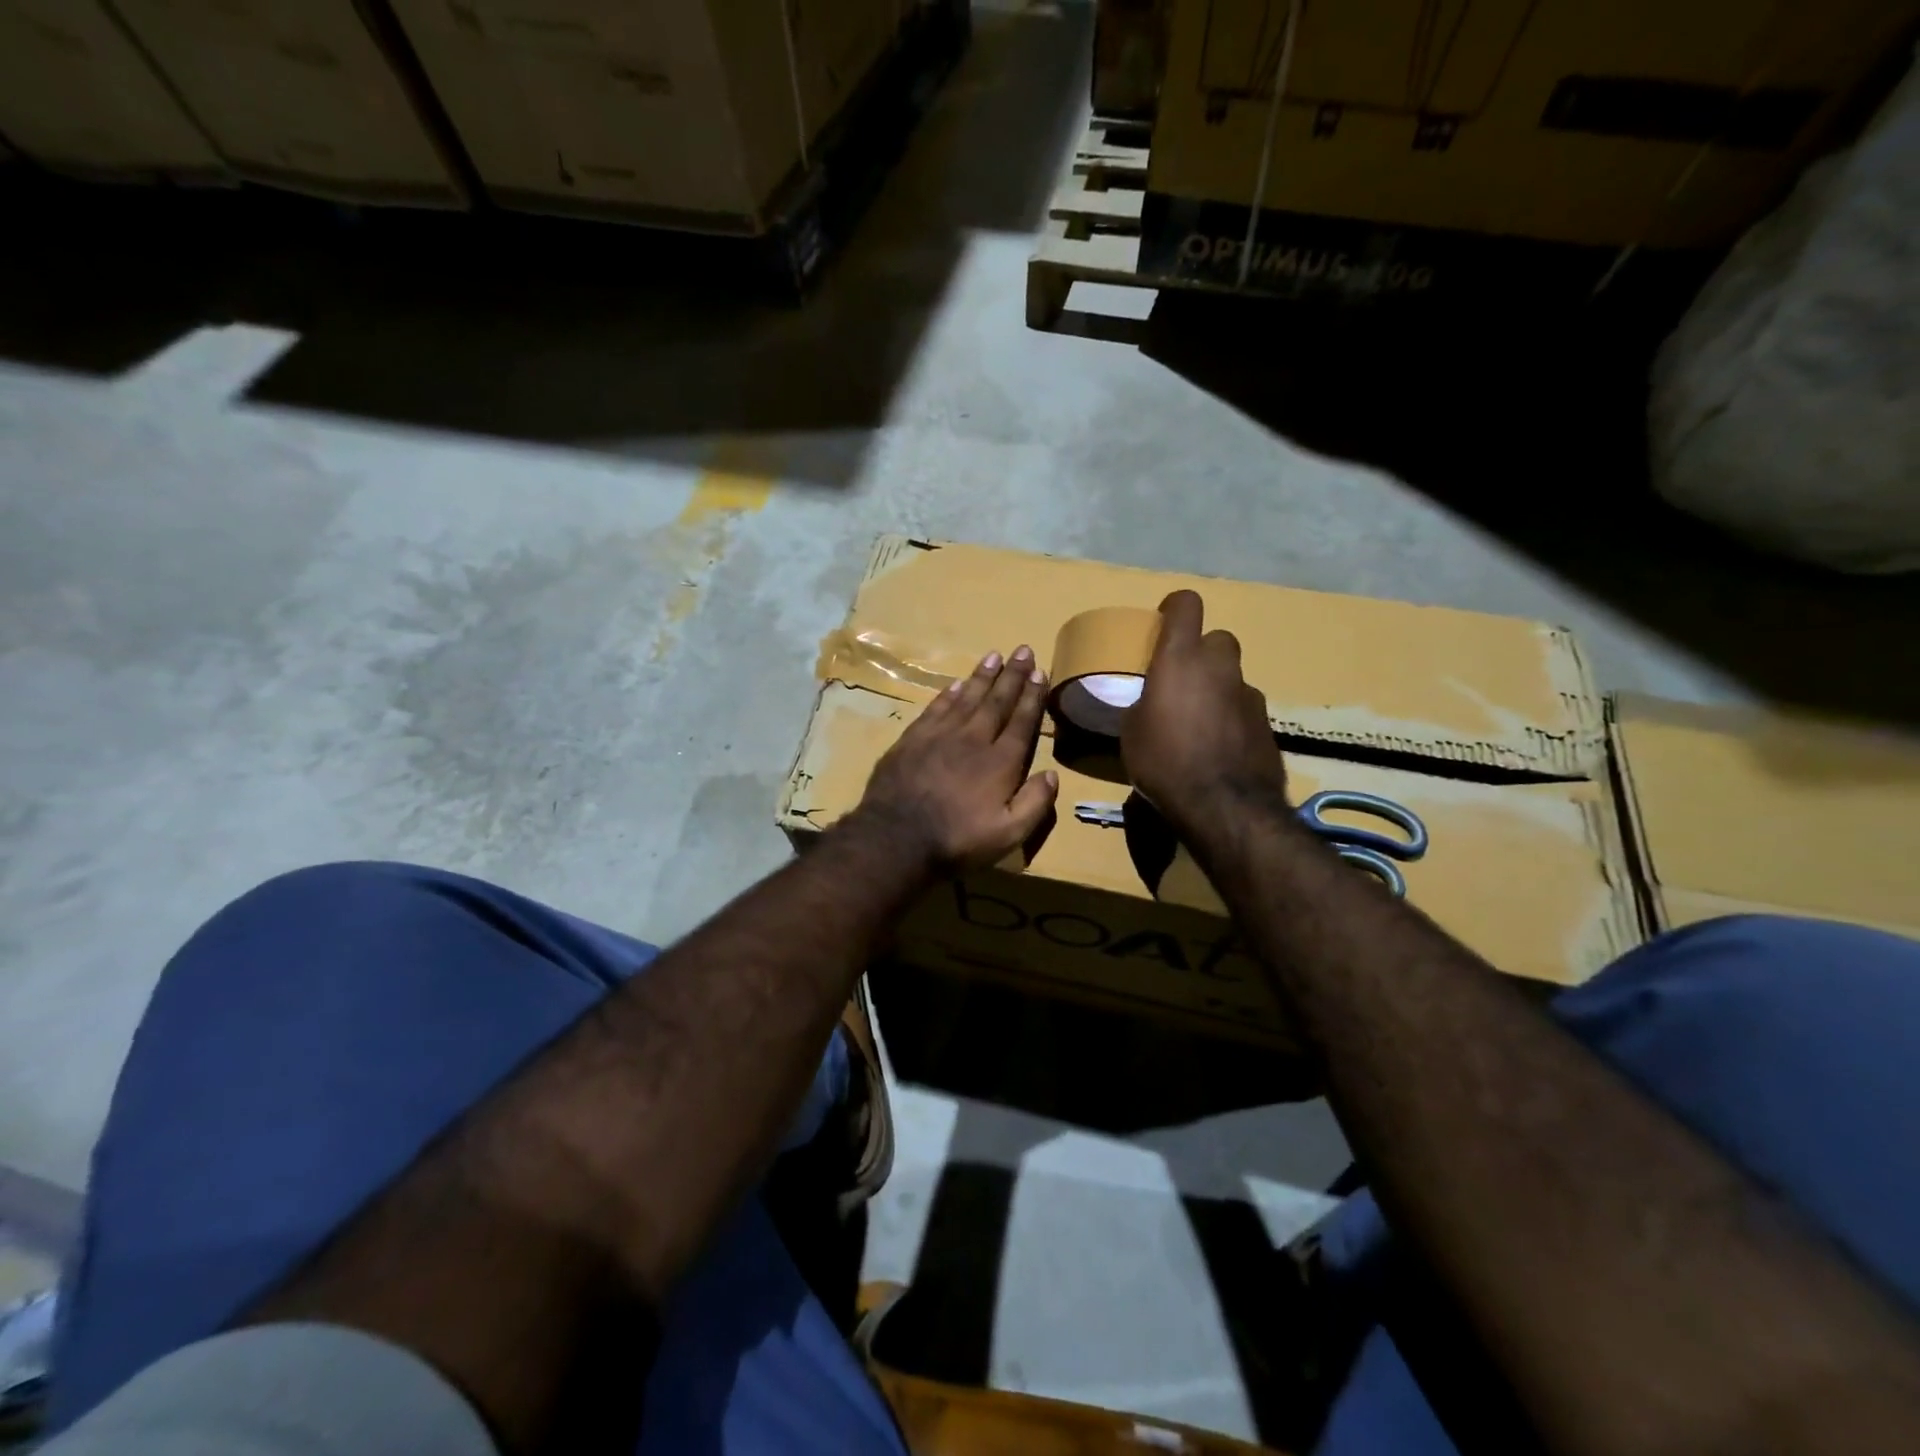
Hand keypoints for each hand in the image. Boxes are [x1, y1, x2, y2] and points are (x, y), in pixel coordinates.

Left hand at [853, 646, 1059, 870]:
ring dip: (983, 676)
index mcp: (1000, 762)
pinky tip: (957, 682)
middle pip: (996, 701)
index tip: (1040, 672)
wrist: (896, 838)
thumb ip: (1034, 804)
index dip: (1032, 696)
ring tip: (994, 656)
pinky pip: (936, 707)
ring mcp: (940, 736)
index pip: (1021, 721)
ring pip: (967, 697)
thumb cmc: (957, 841)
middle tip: (1023, 650)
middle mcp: (973, 739)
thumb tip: (1051, 774)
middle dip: (1012, 676)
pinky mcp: (912, 739)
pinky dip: (949, 693)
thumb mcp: (1008, 835)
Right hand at [1120, 590, 1287, 833]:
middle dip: (1201, 653)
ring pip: (1232, 677)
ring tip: (1199, 722)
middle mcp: (1220, 666)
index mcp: (1180, 659)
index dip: (1174, 608)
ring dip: (1217, 688)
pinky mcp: (1267, 723)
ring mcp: (1249, 694)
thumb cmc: (1164, 761)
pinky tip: (1218, 747)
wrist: (1223, 805)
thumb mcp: (1132, 732)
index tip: (1163, 624)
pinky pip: (1243, 708)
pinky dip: (1231, 718)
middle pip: (1217, 639)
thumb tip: (1150, 704)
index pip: (1186, 604)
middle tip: (1182, 681)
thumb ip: (1143, 704)